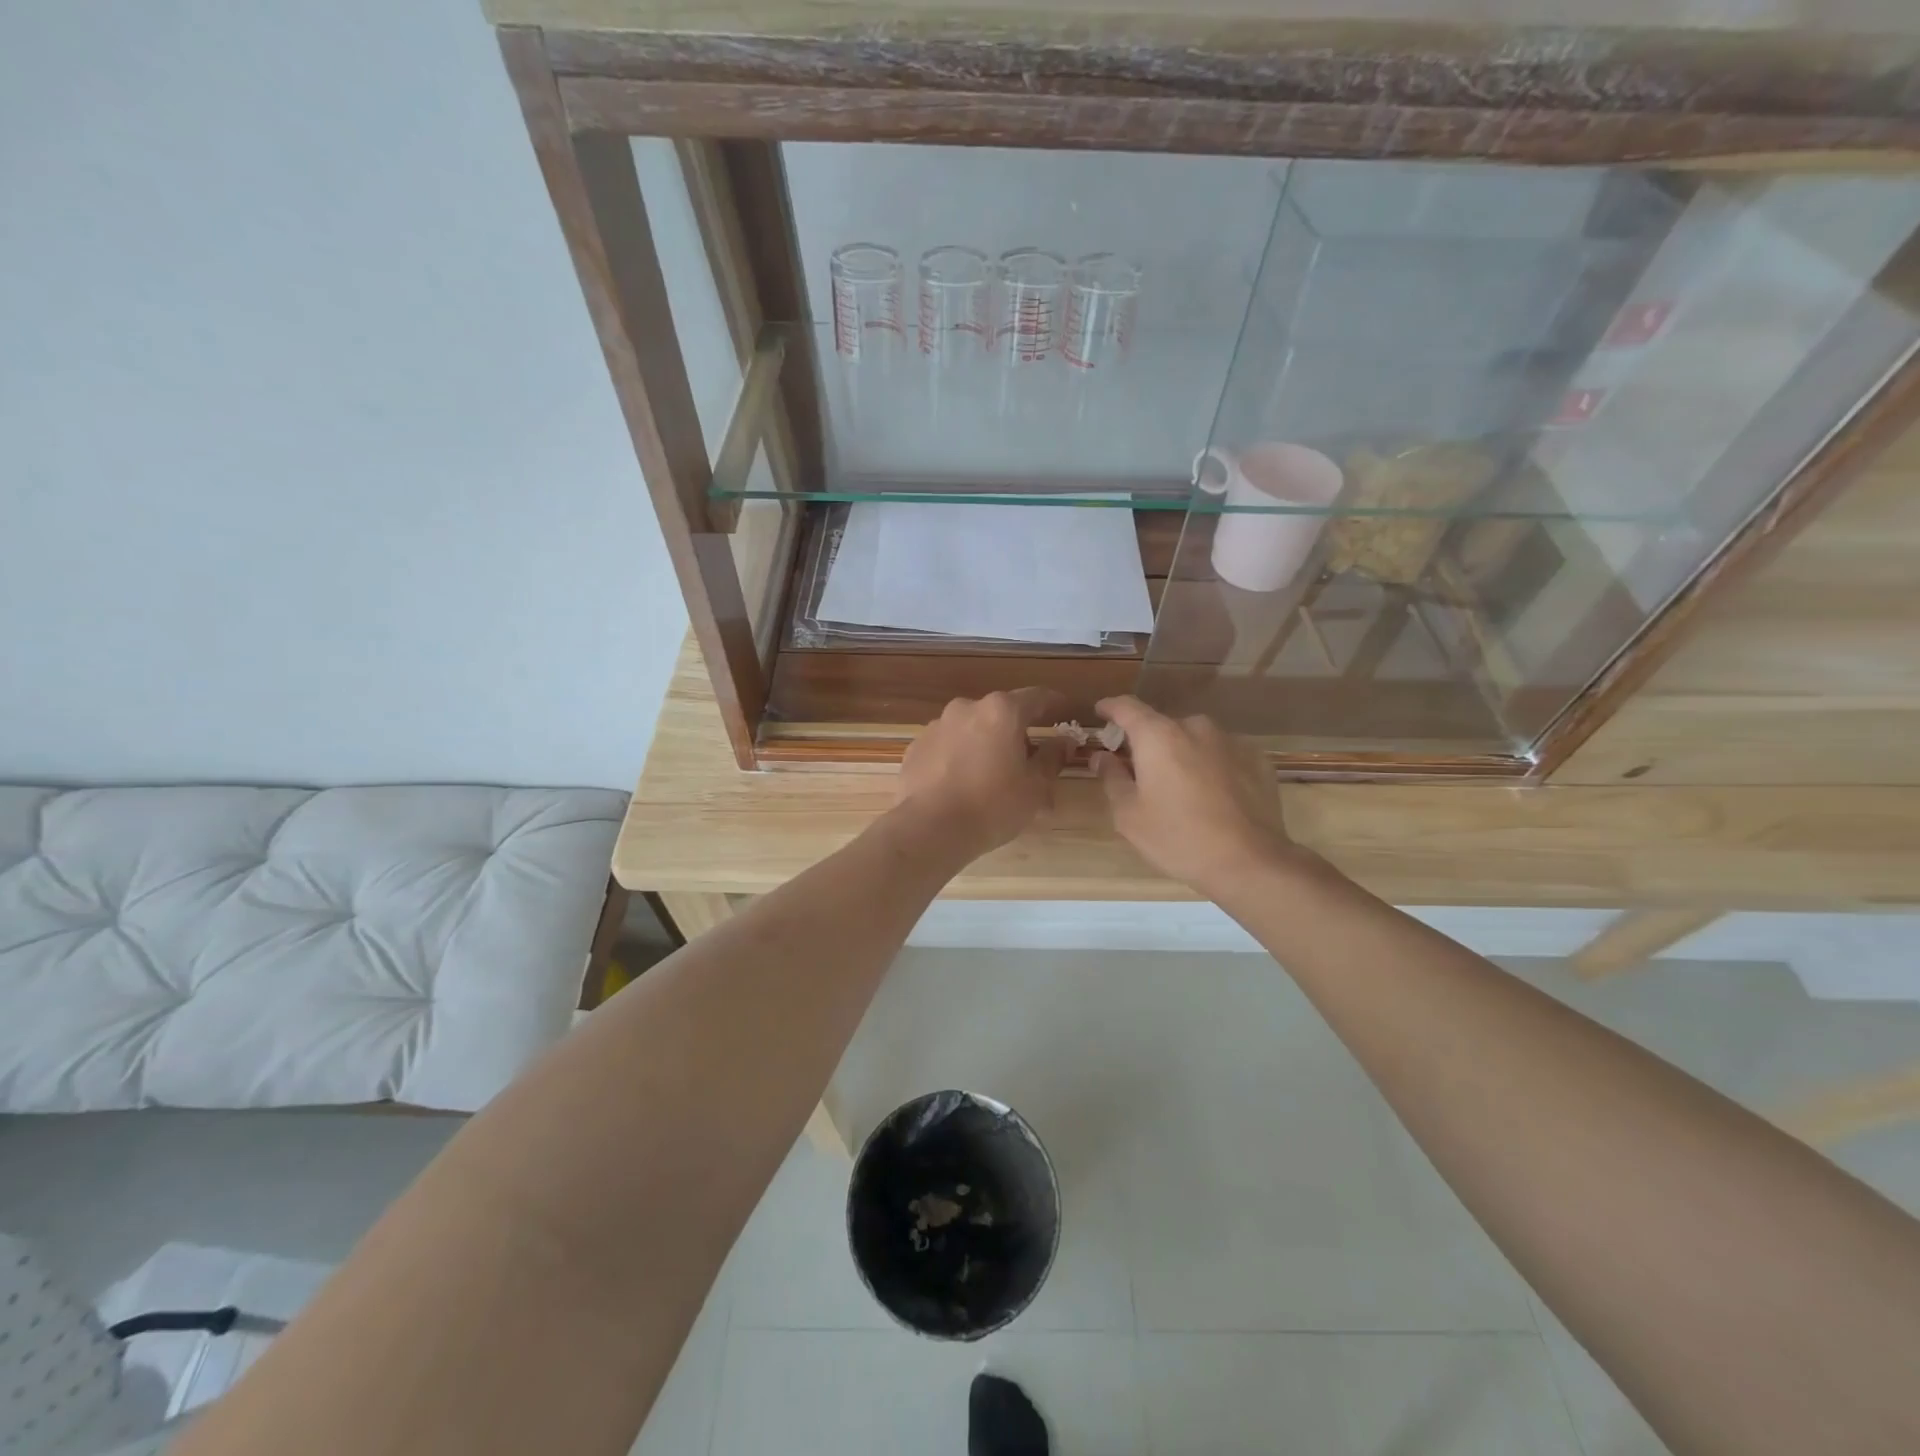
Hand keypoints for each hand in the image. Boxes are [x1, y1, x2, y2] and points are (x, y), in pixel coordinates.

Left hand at [893, 688, 1068, 862]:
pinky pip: (948, 746)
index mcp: (1002, 711)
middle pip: (1001, 714)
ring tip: (991, 778)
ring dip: (986, 745)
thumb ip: (1053, 758)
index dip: (1055, 704)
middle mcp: (967, 708)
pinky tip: (962, 785)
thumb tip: (1064, 741)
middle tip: (1028, 762)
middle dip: (1017, 733)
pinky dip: (959, 757)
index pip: (1037, 697)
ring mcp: (937, 725)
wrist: (929, 829)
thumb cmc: (992, 806)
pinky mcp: (916, 746)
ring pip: (972, 729)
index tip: (1065, 712)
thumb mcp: (1035, 787)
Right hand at [1093, 695, 1304, 899]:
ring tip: (1180, 787)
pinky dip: (1211, 767)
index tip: (1101, 712)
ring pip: (1195, 740)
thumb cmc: (1178, 837)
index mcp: (1158, 736)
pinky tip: (1212, 796)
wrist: (1250, 862)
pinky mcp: (1257, 760)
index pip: (1127, 707)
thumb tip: (1102, 756)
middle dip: (1148, 743)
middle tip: (1140, 771)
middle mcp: (1195, 728)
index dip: (1111, 707)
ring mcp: (1231, 741)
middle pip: (1162, 726)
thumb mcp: (1129, 815)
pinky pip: (1223, 755)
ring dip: (1182, 754)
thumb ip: (1112, 778)